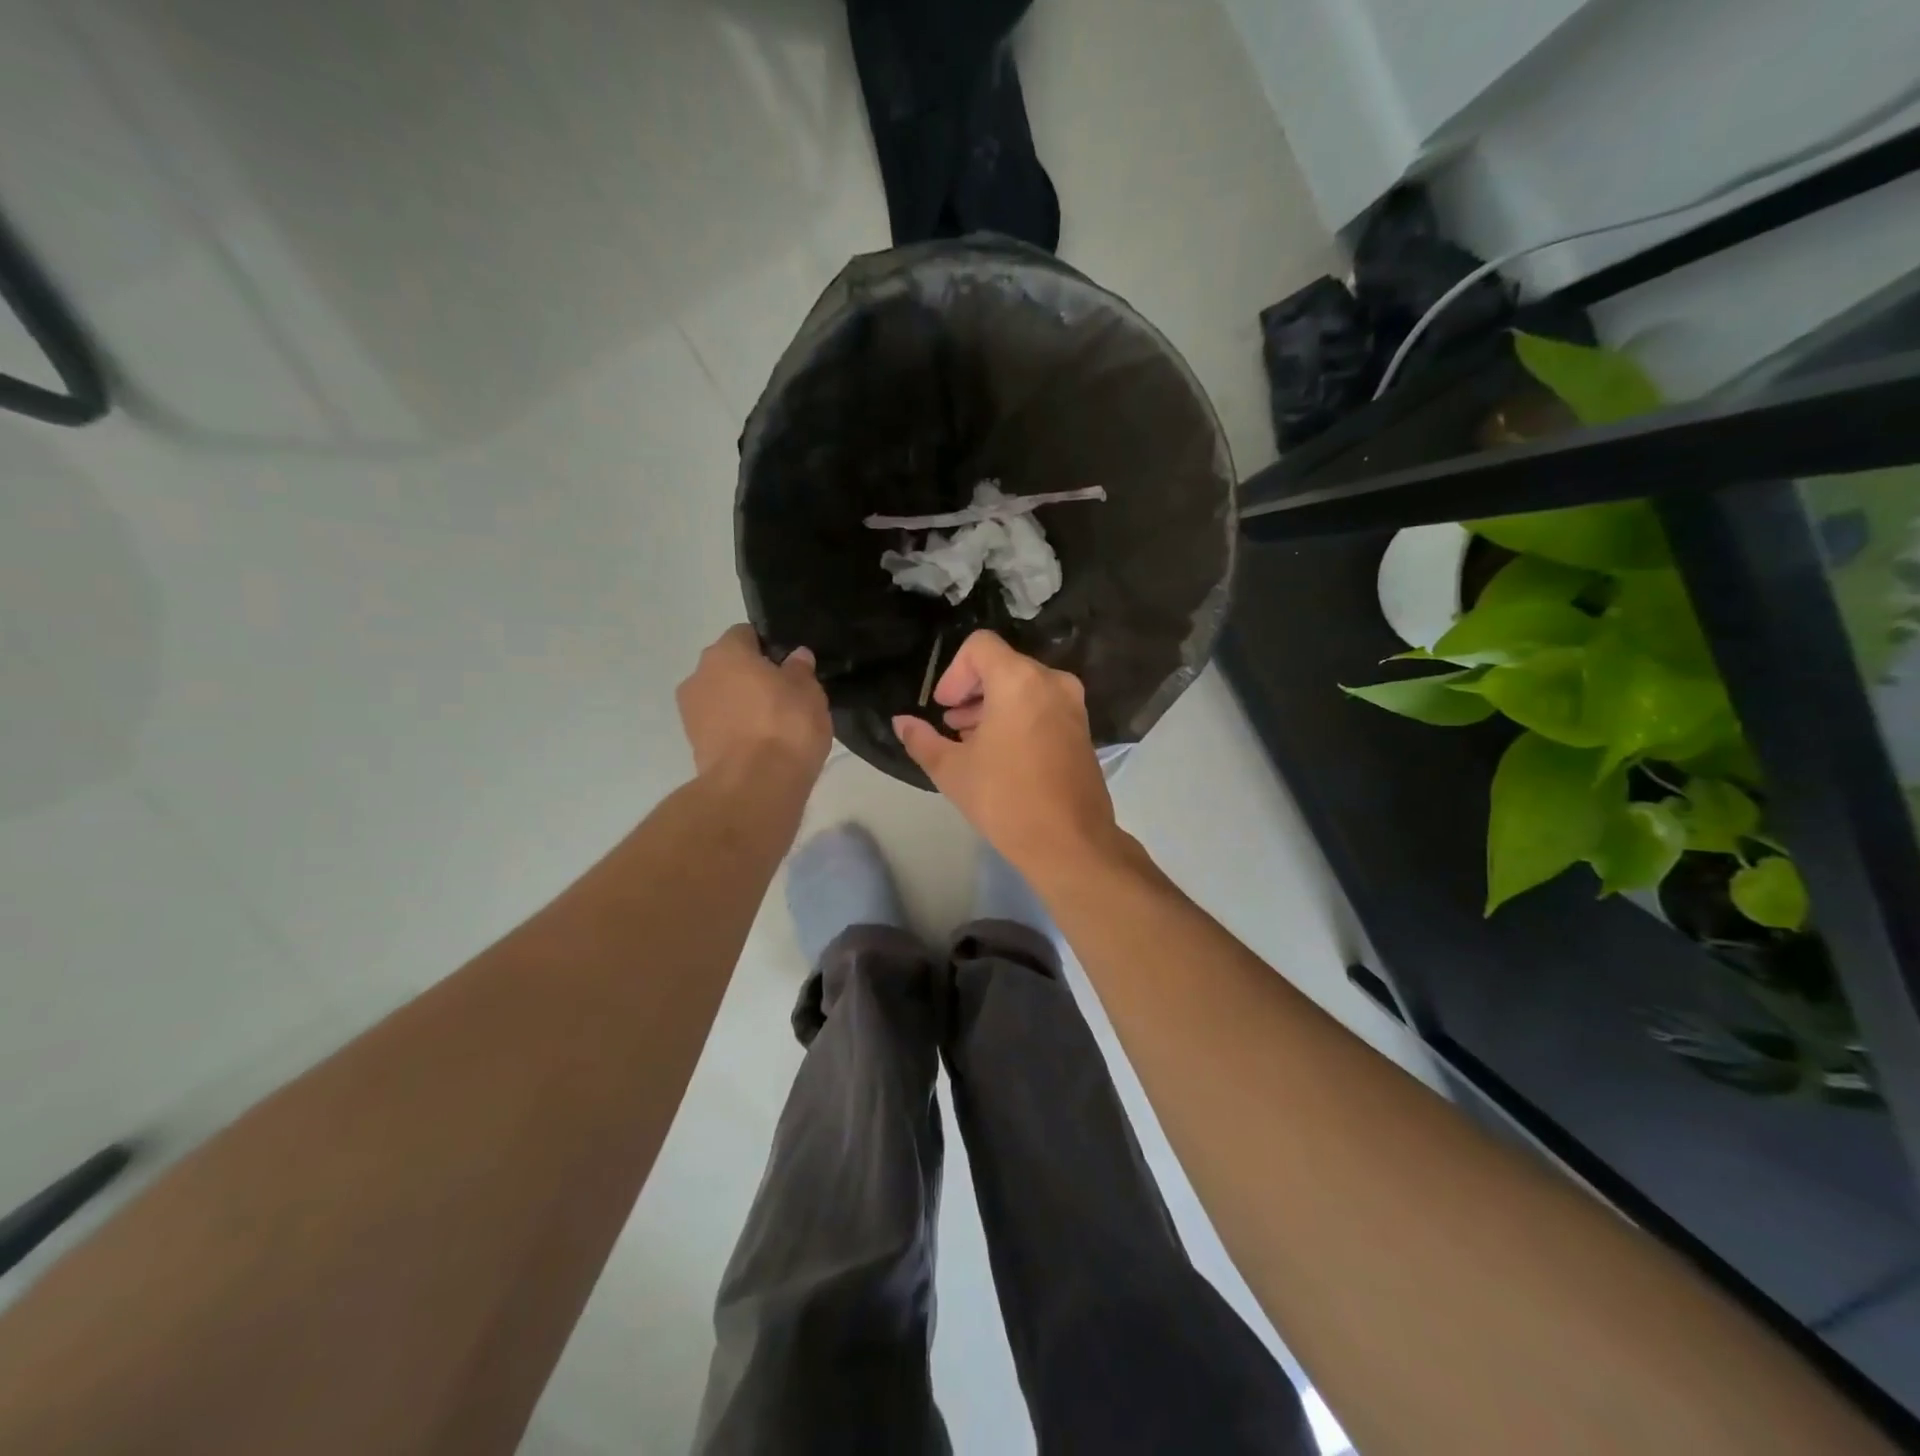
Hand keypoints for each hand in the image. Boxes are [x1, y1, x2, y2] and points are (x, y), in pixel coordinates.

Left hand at [678, 626, 831, 781]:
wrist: (755, 786)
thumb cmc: (786, 726)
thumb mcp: (808, 692)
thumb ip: (800, 669)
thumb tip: (796, 656)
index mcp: (726, 652)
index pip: (746, 634)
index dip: (768, 648)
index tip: (788, 667)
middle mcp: (699, 675)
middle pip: (728, 667)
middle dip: (751, 677)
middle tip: (783, 696)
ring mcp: (691, 712)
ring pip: (721, 698)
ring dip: (740, 706)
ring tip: (772, 726)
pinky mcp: (693, 745)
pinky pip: (719, 727)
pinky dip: (735, 731)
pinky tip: (760, 747)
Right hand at [893, 631, 1119, 876]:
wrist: (1070, 842)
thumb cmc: (1005, 799)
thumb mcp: (952, 770)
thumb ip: (921, 739)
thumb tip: (901, 722)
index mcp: (1019, 681)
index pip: (980, 646)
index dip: (953, 672)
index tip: (943, 707)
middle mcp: (1051, 682)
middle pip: (1002, 665)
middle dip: (971, 691)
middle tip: (951, 726)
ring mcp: (1072, 705)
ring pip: (1024, 686)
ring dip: (993, 705)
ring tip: (972, 741)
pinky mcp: (1082, 728)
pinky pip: (1043, 705)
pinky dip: (1018, 716)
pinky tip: (1002, 753)